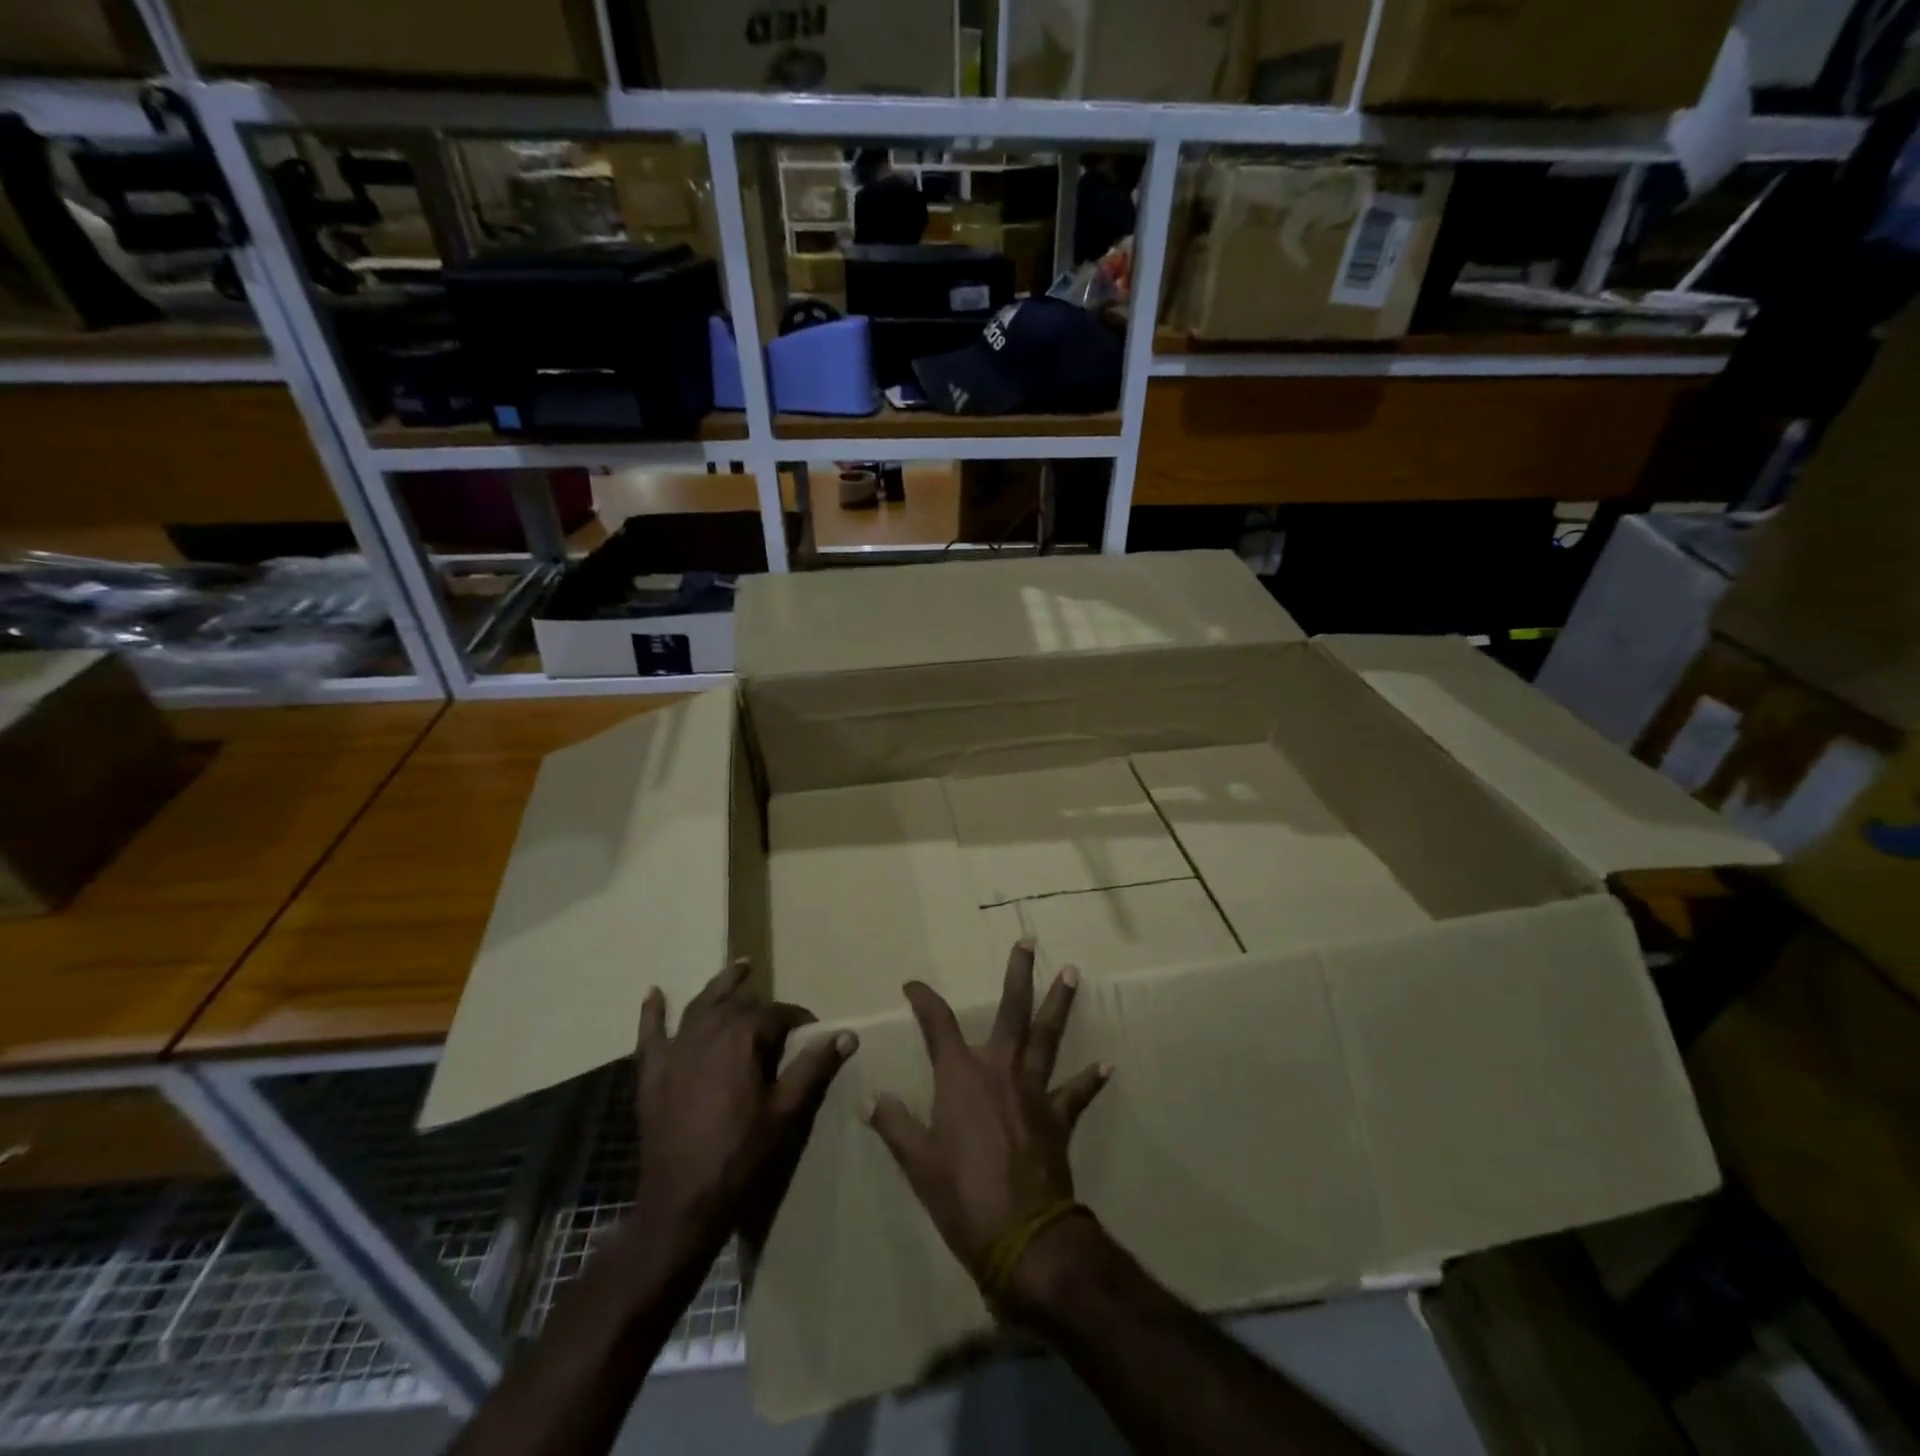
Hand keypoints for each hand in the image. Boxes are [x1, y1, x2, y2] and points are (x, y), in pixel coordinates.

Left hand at [633, 960, 854, 1258]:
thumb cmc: (741, 1154)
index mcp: (741, 1037)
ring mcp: (675, 1050)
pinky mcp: (653, 1072)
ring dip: (721, 985)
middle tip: (782, 1012)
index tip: (815, 1033)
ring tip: (739, 967)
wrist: (682, 1201)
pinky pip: (651, 1034)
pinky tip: (653, 993)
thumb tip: (847, 1034)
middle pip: (739, 1004)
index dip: (799, 1020)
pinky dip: (652, 1012)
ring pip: (701, 1006)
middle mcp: (706, 1031)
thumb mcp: (786, 1111)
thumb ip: (814, 1067)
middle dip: (763, 1004)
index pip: (777, 1014)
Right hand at [866, 941, 1110, 1310]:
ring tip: (1072, 973)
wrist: (1022, 1236)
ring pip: (1048, 1036)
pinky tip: (1108, 1065)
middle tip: (1028, 942)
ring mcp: (1033, 1091)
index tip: (913, 985)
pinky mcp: (1058, 1117)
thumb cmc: (961, 1196)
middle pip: (1011, 1011)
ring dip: (1059, 1003)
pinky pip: (1077, 1093)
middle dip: (1019, 974)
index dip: (924, 1000)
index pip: (938, 1023)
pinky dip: (1092, 1079)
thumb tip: (870, 1100)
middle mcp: (999, 1069)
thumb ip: (895, 1124)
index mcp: (961, 1075)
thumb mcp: (917, 1162)